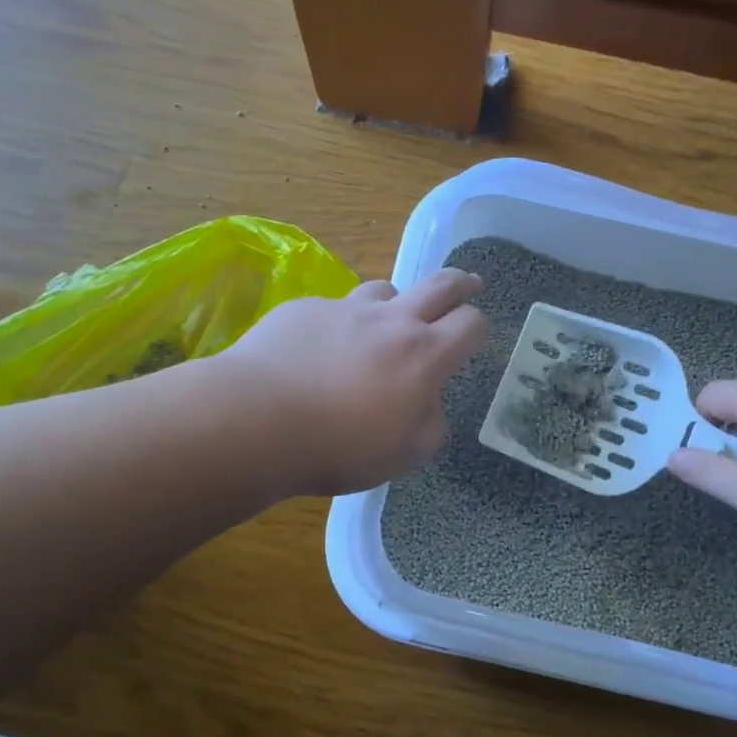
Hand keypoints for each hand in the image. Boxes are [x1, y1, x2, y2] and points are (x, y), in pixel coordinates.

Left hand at [222, 269, 488, 495]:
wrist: (257, 420)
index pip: (470, 324)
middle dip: (460, 282)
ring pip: (383, 289)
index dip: (479, 327)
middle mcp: (390, 321)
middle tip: (469, 283)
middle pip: (438, 285)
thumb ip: (430, 425)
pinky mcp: (304, 309)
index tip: (477, 333)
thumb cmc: (340, 446)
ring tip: (386, 321)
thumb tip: (429, 404)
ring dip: (394, 303)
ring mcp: (345, 309)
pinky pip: (334, 309)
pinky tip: (320, 350)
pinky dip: (340, 324)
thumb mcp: (404, 454)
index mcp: (424, 355)